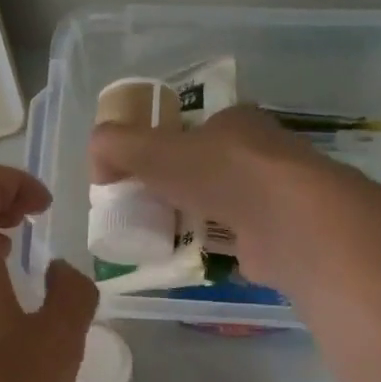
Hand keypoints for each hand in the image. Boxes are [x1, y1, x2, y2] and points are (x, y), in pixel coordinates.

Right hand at [90, 105, 380, 291]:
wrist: (286, 222)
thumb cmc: (220, 174)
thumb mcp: (153, 151)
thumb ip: (118, 146)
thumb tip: (95, 156)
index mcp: (235, 122)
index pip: (192, 130)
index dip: (161, 149)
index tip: (136, 175)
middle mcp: (259, 153)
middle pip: (206, 169)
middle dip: (176, 188)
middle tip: (143, 211)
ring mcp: (273, 196)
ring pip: (222, 204)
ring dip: (193, 219)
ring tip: (159, 238)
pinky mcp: (278, 236)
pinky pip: (235, 239)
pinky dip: (212, 247)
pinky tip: (189, 259)